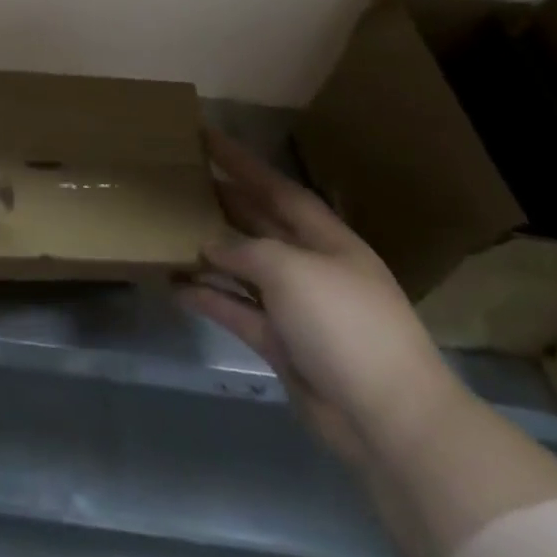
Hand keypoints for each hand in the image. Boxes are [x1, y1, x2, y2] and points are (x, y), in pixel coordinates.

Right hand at [180, 128, 461, 463]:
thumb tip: (211, 246)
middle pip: (260, 225)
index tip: (205, 136)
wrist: (389, 421)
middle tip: (180, 180)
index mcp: (327, 240)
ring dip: (209, 253)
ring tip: (167, 232)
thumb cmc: (345, 324)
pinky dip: (208, 298)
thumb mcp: (291, 269)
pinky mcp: (281, 345)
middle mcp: (311, 268)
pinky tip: (174, 286)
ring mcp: (296, 309)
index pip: (277, 188)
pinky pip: (237, 311)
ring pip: (244, 269)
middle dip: (224, 202)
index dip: (242, 162)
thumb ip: (245, 249)